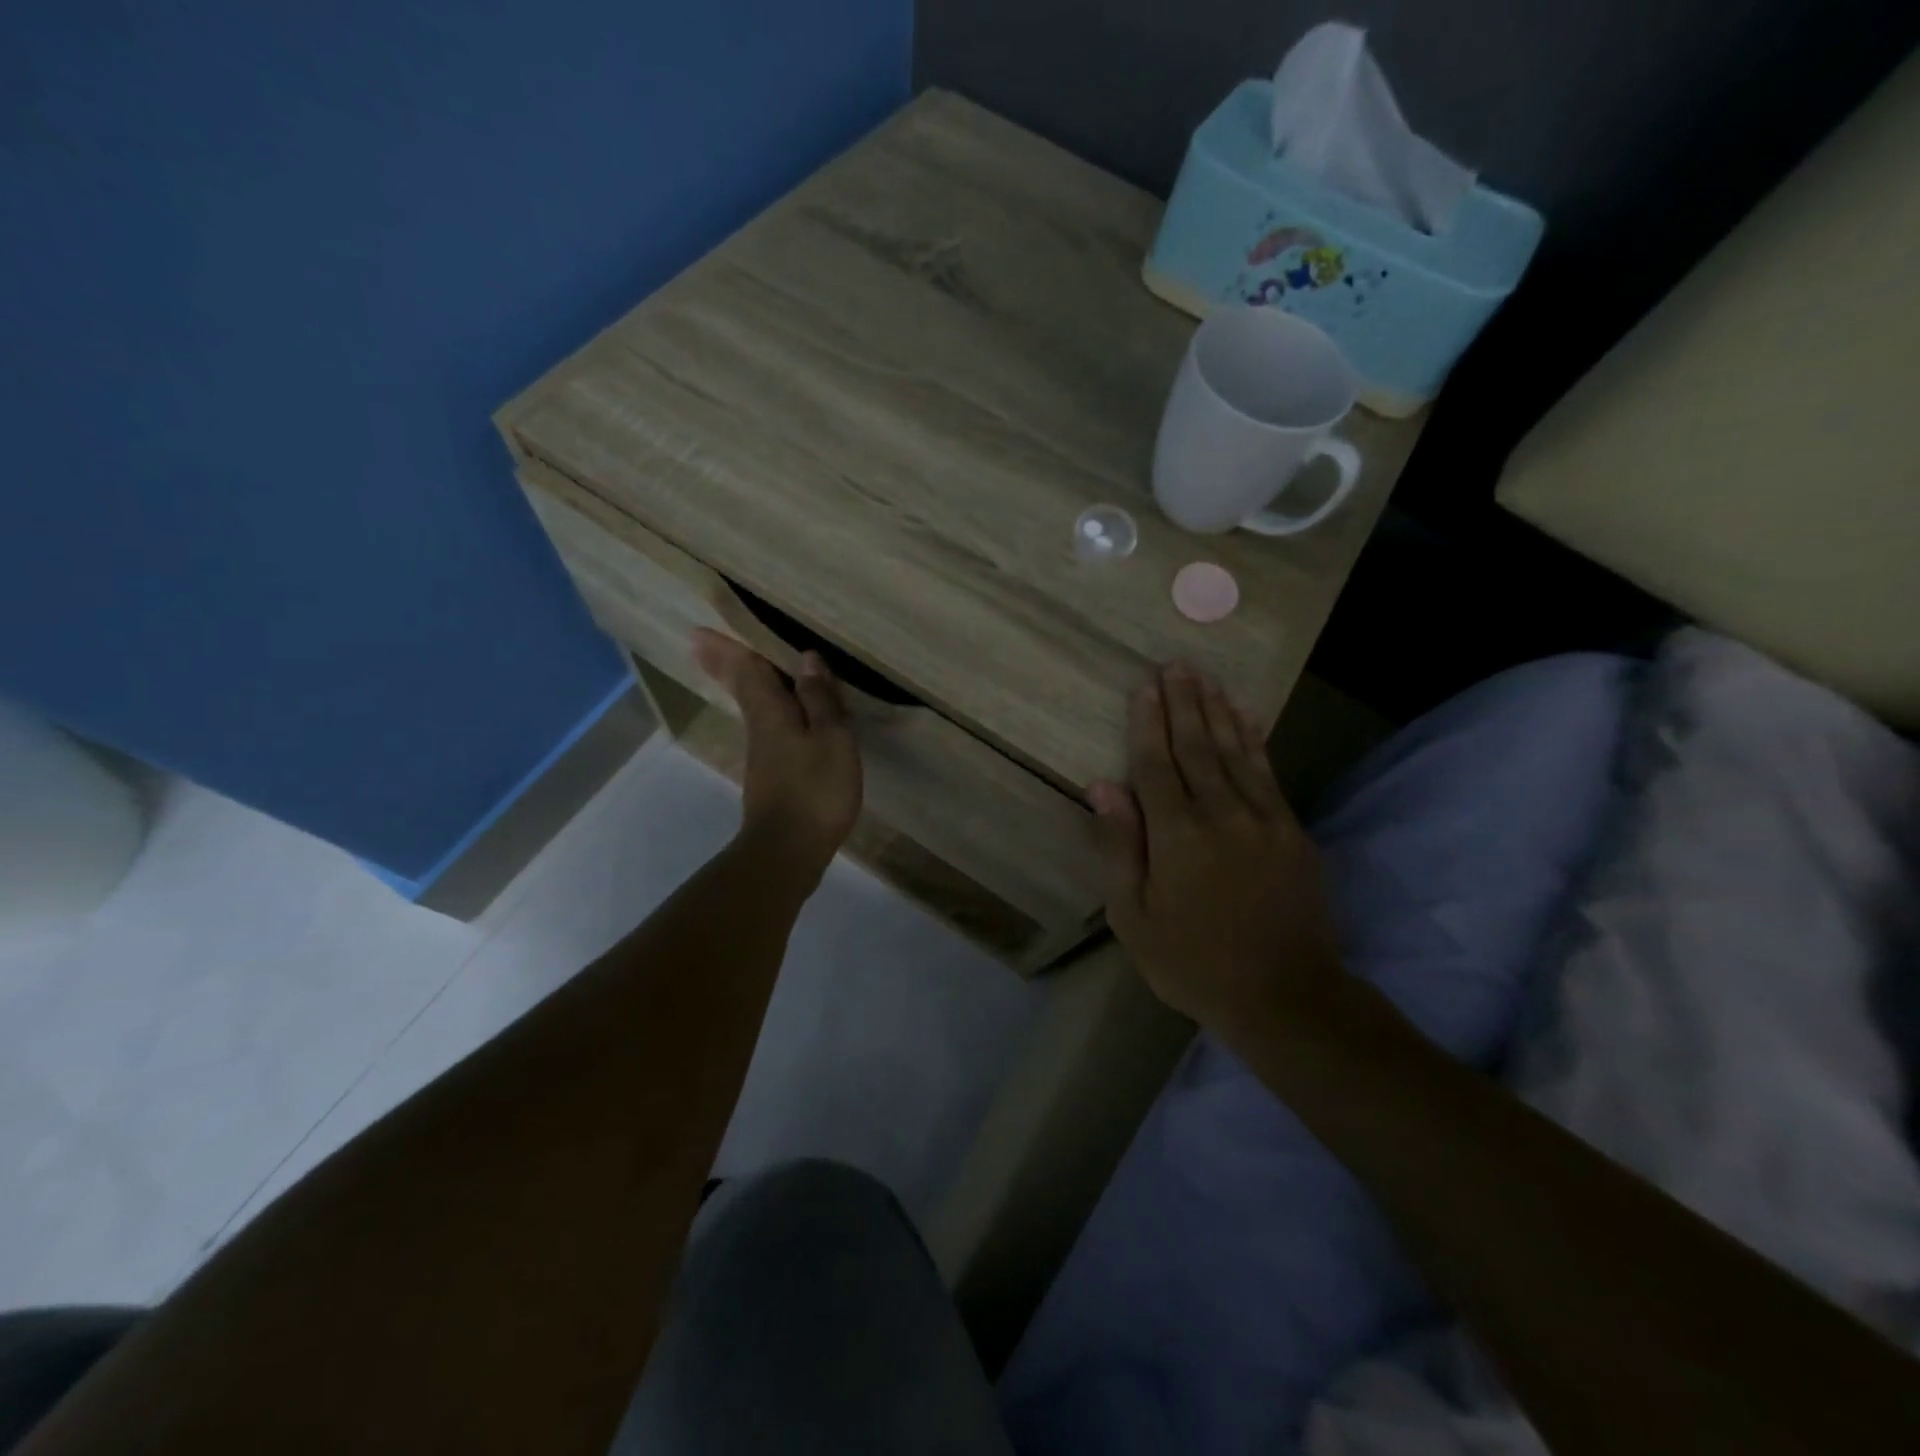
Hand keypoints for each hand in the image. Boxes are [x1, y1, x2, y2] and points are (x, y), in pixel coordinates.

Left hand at [692, 630, 861, 877]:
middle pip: (741, 688)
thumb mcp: (831, 739)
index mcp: (771, 713)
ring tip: (741, 668)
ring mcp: (763, 756)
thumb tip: (807, 659)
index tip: (699, 630)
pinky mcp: (772, 778)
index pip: (748, 670)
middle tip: (700, 644)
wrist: (788, 851)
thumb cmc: (814, 790)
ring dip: (743, 685)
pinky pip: (767, 729)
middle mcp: (759, 729)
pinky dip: (766, 711)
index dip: (729, 648)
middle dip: (723, 664)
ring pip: (752, 708)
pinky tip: (779, 717)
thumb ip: (820, 700)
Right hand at [1089, 663, 1343, 1032]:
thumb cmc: (1193, 962)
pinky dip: (1256, 740)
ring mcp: (1263, 820)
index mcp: (1176, 836)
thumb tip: (1102, 787)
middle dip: (1184, 703)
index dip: (1148, 724)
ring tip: (1206, 679)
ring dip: (1218, 711)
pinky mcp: (1292, 831)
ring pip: (1236, 752)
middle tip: (1176, 665)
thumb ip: (1121, 846)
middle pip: (1197, 747)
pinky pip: (1269, 773)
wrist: (1285, 996)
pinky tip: (1248, 716)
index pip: (1156, 765)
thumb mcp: (1134, 917)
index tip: (1144, 688)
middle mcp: (1220, 815)